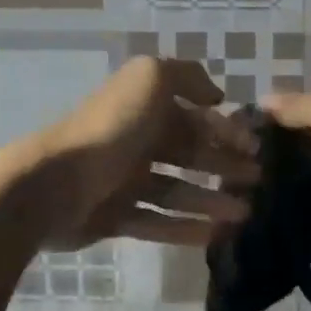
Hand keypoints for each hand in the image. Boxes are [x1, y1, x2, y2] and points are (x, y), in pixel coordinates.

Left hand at [30, 57, 259, 248]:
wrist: (53, 183)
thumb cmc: (110, 128)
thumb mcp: (150, 79)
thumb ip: (187, 76)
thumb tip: (215, 96)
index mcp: (143, 107)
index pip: (193, 116)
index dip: (225, 130)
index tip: (255, 147)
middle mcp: (136, 141)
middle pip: (188, 153)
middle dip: (223, 165)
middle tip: (257, 180)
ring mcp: (124, 181)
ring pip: (177, 190)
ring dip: (211, 200)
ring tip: (245, 213)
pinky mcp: (115, 217)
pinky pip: (157, 221)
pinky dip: (186, 227)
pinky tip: (216, 234)